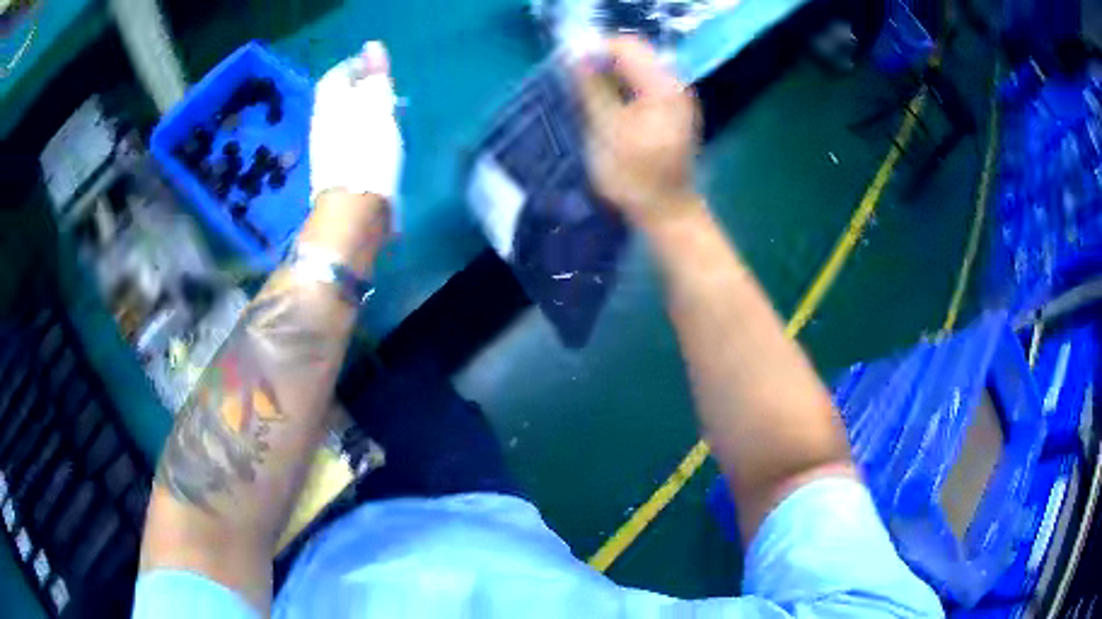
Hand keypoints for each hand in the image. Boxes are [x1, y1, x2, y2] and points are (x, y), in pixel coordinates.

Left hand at [310, 41, 403, 227]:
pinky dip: (363, 134)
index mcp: (329, 108)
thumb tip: (372, 47)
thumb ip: (375, 78)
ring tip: (387, 113)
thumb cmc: (365, 155)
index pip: (335, 77)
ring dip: (363, 113)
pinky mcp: (338, 173)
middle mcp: (323, 126)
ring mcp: (328, 152)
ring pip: (344, 121)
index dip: (352, 66)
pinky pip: (348, 141)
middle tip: (385, 88)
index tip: (374, 65)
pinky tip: (379, 140)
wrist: (353, 215)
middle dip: (359, 90)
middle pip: (338, 99)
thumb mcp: (375, 109)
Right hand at [573, 36, 702, 228]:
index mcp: (664, 87)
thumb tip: (575, 55)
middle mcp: (675, 85)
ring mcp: (675, 98)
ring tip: (585, 93)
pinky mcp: (670, 111)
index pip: (628, 46)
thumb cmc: (635, 178)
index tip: (569, 67)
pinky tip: (604, 104)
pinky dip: (620, 88)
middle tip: (574, 81)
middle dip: (601, 61)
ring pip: (637, 69)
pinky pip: (642, 85)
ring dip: (609, 75)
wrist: (667, 213)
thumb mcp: (606, 131)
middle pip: (634, 55)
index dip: (595, 49)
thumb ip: (592, 88)